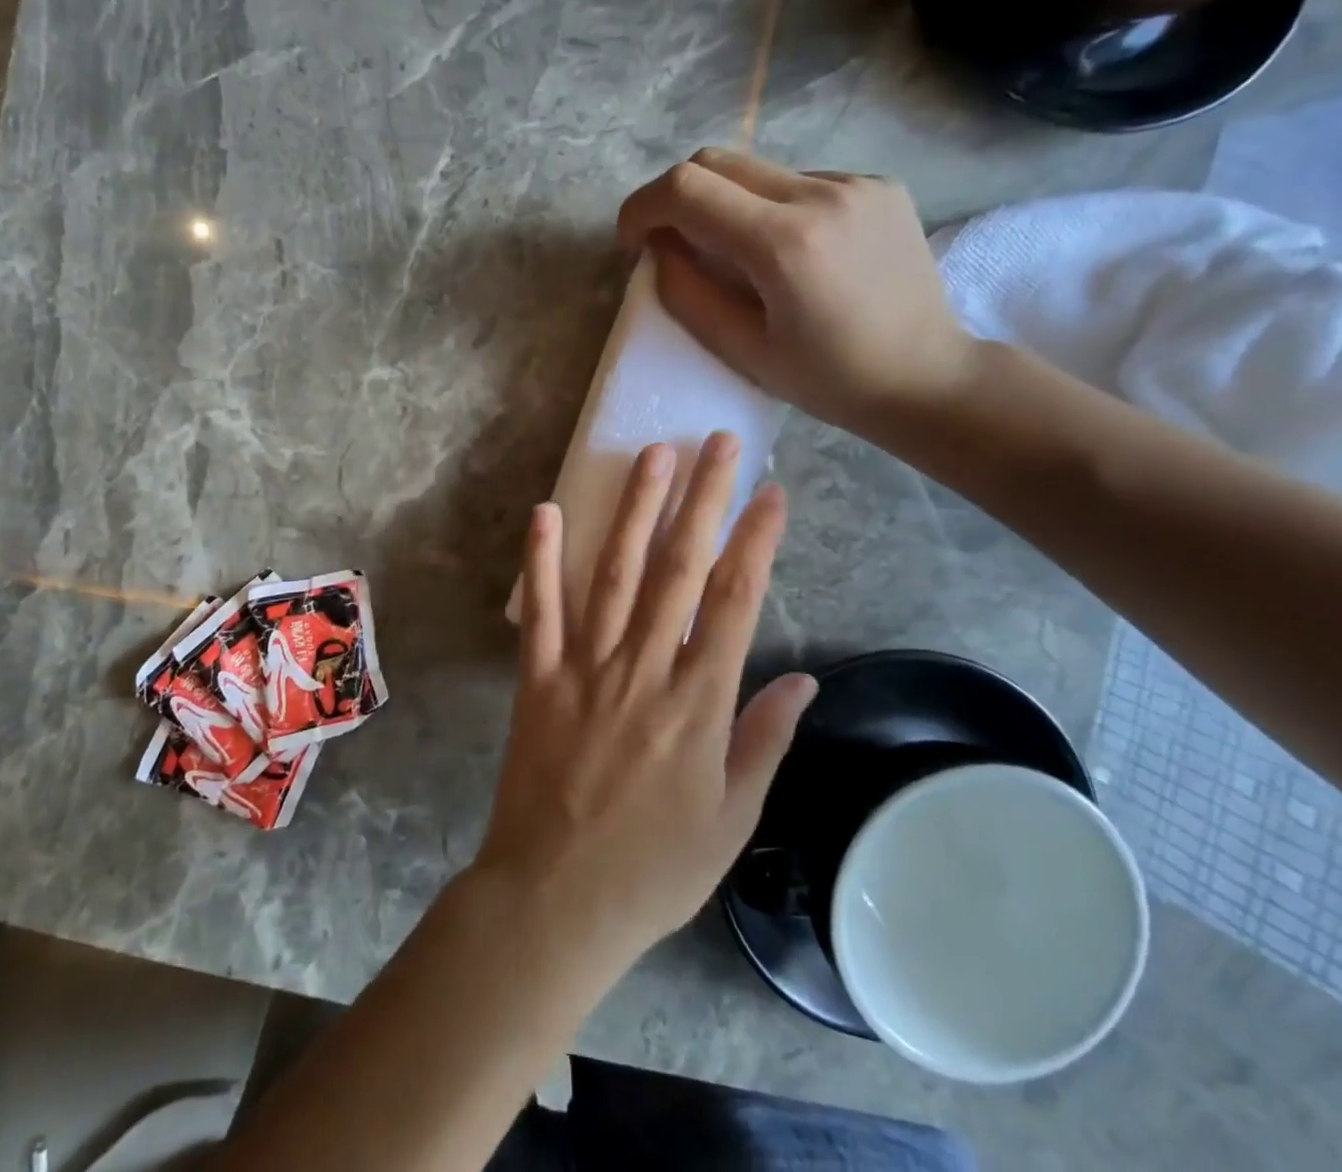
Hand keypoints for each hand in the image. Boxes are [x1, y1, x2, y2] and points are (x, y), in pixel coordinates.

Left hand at [473, 432, 816, 980]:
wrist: (558, 899)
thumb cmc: (654, 868)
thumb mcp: (732, 818)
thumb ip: (764, 740)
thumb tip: (803, 679)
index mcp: (698, 703)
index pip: (735, 601)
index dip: (756, 540)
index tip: (771, 492)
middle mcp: (644, 669)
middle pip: (680, 569)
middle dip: (703, 500)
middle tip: (716, 442)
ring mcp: (585, 667)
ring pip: (616, 573)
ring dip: (636, 510)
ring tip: (653, 455)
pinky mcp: (538, 677)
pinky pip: (541, 608)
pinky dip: (543, 557)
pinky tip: (549, 510)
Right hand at [616, 149, 978, 431]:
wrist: (927, 376)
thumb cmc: (828, 380)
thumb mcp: (742, 350)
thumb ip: (687, 293)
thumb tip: (658, 250)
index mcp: (784, 243)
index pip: (685, 189)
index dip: (641, 208)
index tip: (634, 243)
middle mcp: (821, 194)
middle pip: (715, 161)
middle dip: (675, 198)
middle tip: (671, 245)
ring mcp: (856, 182)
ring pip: (756, 170)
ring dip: (725, 204)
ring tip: (736, 258)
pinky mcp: (878, 184)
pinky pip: (798, 181)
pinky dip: (771, 208)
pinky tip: (790, 254)